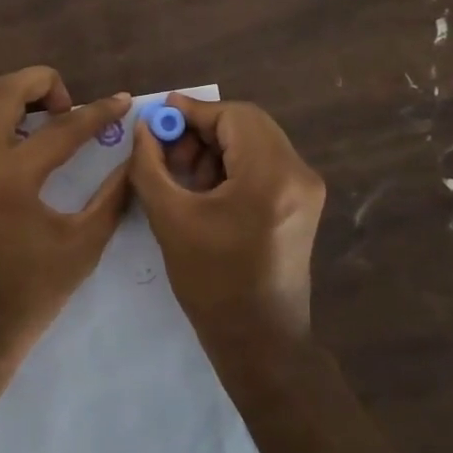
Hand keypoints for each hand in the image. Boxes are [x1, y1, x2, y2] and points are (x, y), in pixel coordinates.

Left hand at [0, 68, 132, 368]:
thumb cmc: (27, 295)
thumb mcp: (81, 247)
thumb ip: (111, 198)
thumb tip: (131, 161)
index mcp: (12, 177)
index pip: (65, 128)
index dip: (100, 112)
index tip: (122, 101)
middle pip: (2, 90)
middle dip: (41, 82)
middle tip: (62, 104)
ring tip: (12, 108)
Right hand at [129, 93, 325, 364]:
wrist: (259, 341)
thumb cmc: (211, 282)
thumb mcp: (170, 218)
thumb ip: (150, 165)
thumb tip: (145, 128)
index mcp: (270, 175)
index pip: (233, 116)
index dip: (193, 111)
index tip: (159, 117)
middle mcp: (298, 173)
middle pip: (248, 125)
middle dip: (203, 130)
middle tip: (168, 150)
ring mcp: (306, 189)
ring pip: (256, 142)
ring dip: (217, 148)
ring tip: (185, 176)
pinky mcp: (303, 204)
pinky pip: (265, 164)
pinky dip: (233, 165)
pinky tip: (207, 190)